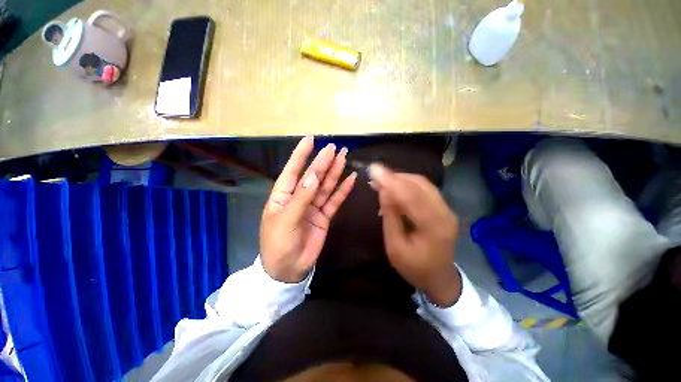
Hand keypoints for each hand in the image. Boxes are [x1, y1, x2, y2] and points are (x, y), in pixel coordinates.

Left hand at [260, 136, 356, 282]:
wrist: (288, 270)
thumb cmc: (278, 244)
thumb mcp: (286, 220)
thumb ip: (301, 198)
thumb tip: (313, 176)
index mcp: (283, 195)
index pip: (293, 170)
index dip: (301, 155)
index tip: (310, 139)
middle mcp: (298, 197)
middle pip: (313, 176)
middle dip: (323, 162)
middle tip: (335, 148)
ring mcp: (313, 206)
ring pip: (325, 186)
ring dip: (334, 172)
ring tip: (343, 158)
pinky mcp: (324, 216)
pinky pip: (334, 200)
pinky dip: (342, 190)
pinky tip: (350, 179)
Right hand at [370, 164, 460, 306]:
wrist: (439, 279)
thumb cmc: (414, 268)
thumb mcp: (395, 247)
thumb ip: (390, 217)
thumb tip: (383, 191)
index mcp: (434, 226)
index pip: (411, 196)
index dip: (391, 181)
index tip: (374, 170)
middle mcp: (444, 212)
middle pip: (419, 185)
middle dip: (395, 176)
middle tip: (375, 174)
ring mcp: (446, 209)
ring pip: (422, 183)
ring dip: (401, 178)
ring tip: (382, 179)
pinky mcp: (443, 207)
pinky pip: (424, 188)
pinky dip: (407, 184)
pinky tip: (395, 186)